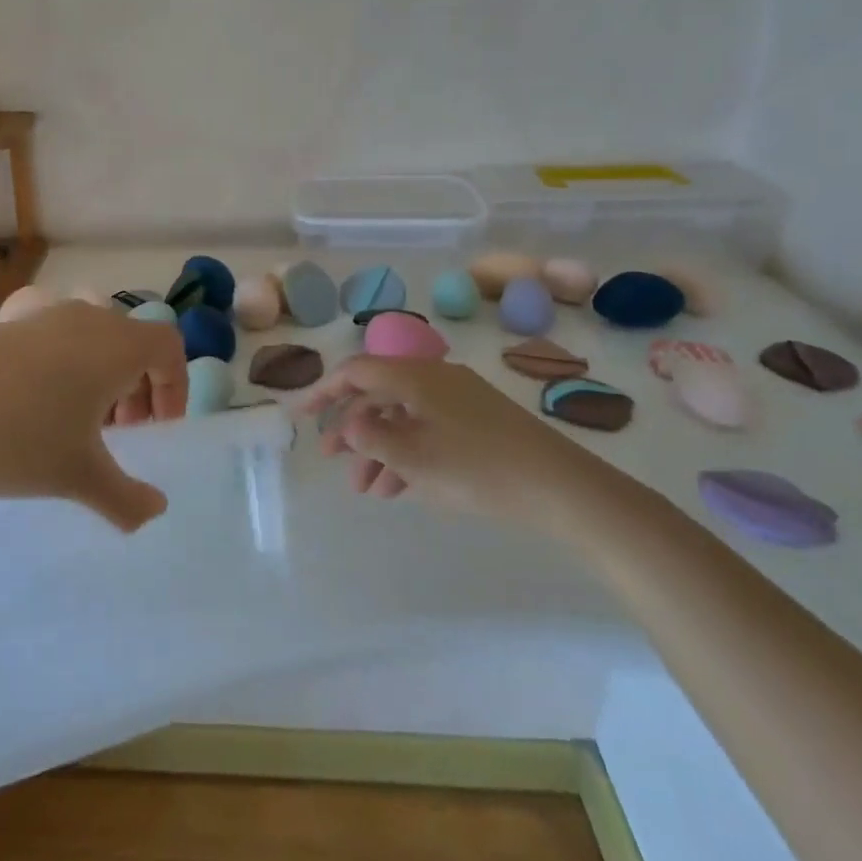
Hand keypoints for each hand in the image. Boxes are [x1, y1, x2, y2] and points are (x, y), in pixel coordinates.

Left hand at [0, 302, 188, 531]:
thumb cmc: (15, 439)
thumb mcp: (76, 476)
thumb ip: (126, 498)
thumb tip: (156, 512)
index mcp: (115, 343)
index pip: (168, 346)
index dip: (175, 386)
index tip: (158, 429)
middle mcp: (85, 318)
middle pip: (132, 341)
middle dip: (139, 386)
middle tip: (123, 432)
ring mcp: (41, 317)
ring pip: (93, 339)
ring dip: (101, 378)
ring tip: (80, 425)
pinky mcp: (6, 325)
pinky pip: (57, 340)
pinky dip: (66, 369)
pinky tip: (35, 411)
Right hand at [295, 355, 606, 529]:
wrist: (561, 487)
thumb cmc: (477, 468)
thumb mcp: (412, 457)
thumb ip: (370, 438)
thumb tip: (347, 426)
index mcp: (414, 375)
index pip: (355, 371)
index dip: (323, 391)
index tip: (300, 416)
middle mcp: (433, 377)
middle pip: (378, 395)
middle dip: (352, 429)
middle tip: (332, 461)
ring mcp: (458, 399)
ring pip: (403, 417)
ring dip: (379, 449)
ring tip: (366, 489)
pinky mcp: (477, 421)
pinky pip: (427, 429)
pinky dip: (408, 453)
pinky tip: (399, 487)